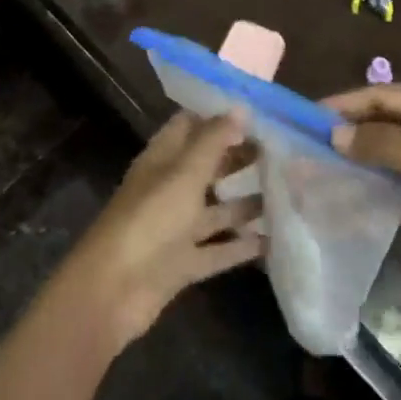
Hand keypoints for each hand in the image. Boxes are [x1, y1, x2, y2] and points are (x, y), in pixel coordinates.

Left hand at [64, 112, 265, 351]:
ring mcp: (175, 229)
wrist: (113, 292)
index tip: (258, 113)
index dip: (219, 117)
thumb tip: (241, 107)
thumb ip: (213, 141)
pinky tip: (275, 240)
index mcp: (162, 160)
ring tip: (288, 192)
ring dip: (246, 202)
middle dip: (239, 157)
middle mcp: (169, 189)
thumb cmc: (149, 220)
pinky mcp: (183, 264)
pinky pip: (219, 250)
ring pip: (216, 210)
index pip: (189, 126)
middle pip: (207, 166)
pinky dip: (242, 246)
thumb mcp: (184, 174)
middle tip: (281, 151)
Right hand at [328, 84, 400, 298]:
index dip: (347, 104)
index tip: (308, 118)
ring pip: (384, 159)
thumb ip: (384, 146)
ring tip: (315, 173)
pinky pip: (393, 190)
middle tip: (304, 147)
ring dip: (355, 164)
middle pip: (382, 125)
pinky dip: (370, 194)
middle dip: (347, 134)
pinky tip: (342, 203)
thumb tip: (335, 134)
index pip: (384, 96)